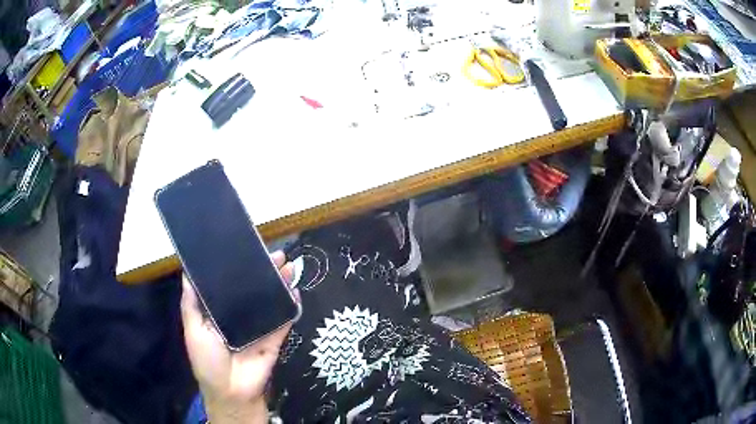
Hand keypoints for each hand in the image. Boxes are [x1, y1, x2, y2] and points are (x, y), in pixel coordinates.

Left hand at [181, 251, 297, 423]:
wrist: (231, 392)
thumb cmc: (207, 360)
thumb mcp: (193, 329)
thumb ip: (191, 303)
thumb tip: (187, 272)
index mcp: (221, 312)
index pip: (231, 285)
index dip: (238, 267)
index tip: (246, 248)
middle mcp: (241, 316)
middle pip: (254, 289)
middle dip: (265, 271)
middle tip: (275, 254)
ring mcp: (260, 327)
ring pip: (271, 301)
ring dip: (280, 284)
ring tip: (288, 265)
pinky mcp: (275, 339)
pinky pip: (284, 320)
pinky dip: (291, 306)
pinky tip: (295, 290)